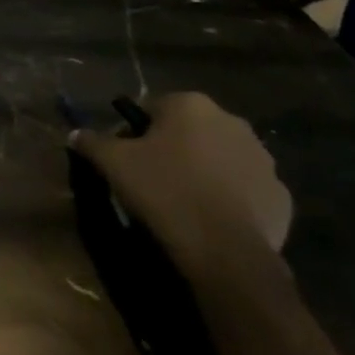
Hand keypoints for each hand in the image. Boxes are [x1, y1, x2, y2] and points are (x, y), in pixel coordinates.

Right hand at [69, 92, 291, 277]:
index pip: (153, 108)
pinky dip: (229, 198)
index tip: (125, 158)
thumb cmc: (163, 191)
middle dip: (172, 149)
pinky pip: (245, 189)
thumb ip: (92, 142)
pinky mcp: (280, 194)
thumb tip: (75, 133)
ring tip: (181, 202)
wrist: (223, 249)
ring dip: (203, 171)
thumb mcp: (113, 164)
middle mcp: (232, 122)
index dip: (135, 133)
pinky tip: (209, 219)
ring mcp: (263, 158)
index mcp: (191, 106)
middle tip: (151, 179)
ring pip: (220, 158)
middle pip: (190, 131)